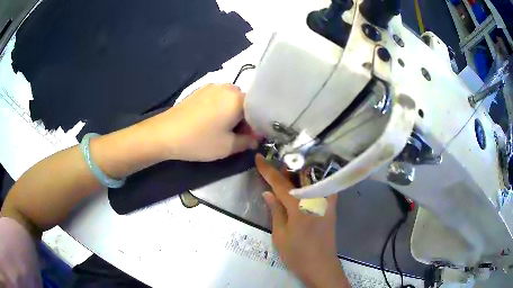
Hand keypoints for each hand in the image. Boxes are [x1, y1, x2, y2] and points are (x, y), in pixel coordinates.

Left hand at [143, 84, 257, 161]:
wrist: (165, 133)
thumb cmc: (199, 140)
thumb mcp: (227, 147)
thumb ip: (247, 142)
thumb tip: (255, 139)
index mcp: (238, 98)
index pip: (258, 110)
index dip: (256, 126)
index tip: (250, 138)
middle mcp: (227, 87)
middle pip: (245, 103)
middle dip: (244, 119)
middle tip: (235, 135)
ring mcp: (212, 86)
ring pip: (231, 100)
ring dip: (232, 113)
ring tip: (220, 128)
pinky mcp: (200, 90)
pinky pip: (218, 97)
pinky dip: (220, 108)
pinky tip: (208, 121)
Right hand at [255, 154, 349, 287]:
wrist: (321, 266)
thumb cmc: (297, 254)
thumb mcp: (280, 235)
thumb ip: (276, 211)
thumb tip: (268, 192)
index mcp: (299, 206)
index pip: (281, 183)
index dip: (268, 170)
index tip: (259, 157)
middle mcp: (315, 199)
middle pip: (301, 174)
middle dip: (288, 165)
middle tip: (276, 162)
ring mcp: (326, 202)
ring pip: (313, 178)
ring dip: (300, 171)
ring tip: (289, 169)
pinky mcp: (331, 207)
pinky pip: (323, 186)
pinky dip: (313, 180)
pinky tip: (306, 181)